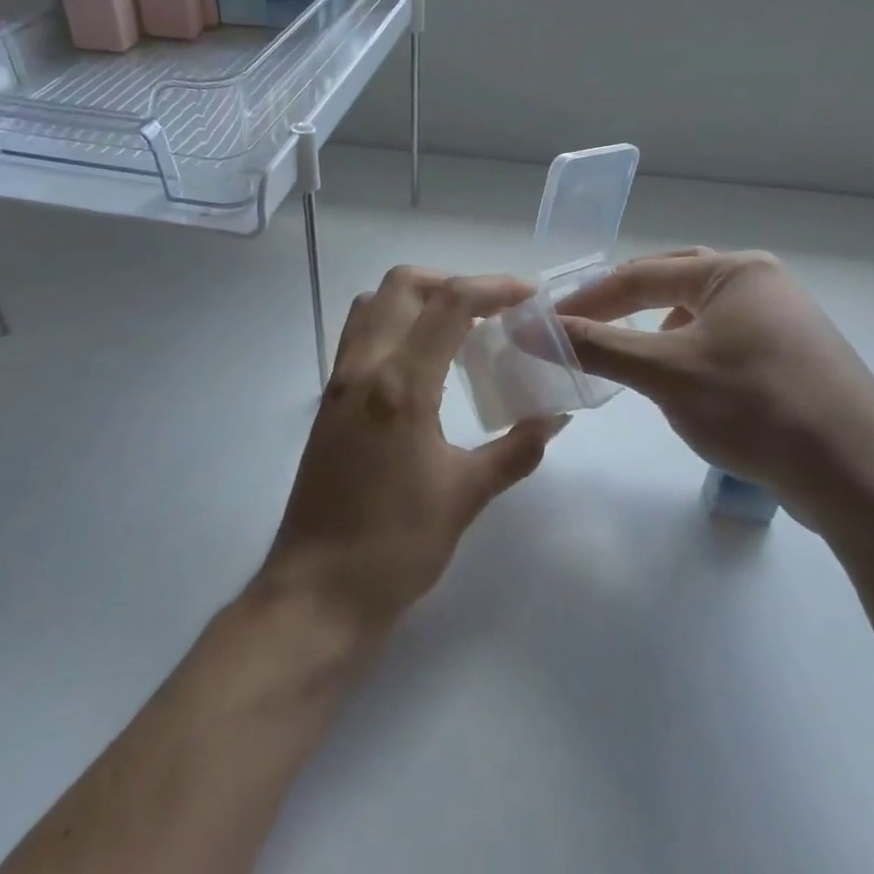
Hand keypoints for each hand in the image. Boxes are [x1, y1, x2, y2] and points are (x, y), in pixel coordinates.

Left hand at [261, 266, 566, 635]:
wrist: (319, 591)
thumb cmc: (396, 545)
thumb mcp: (466, 495)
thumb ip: (517, 449)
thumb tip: (554, 418)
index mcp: (400, 386)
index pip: (449, 305)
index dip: (494, 287)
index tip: (530, 297)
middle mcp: (362, 370)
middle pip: (400, 286)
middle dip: (450, 283)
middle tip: (491, 311)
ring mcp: (337, 385)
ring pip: (372, 307)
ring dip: (416, 301)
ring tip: (458, 331)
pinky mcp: (327, 405)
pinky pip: (359, 339)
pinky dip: (394, 328)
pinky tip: (425, 367)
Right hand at [556, 249, 873, 532]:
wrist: (858, 476)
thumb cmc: (756, 408)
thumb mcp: (665, 374)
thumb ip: (594, 346)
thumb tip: (528, 328)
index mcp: (735, 270)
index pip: (641, 274)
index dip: (588, 298)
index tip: (546, 324)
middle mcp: (762, 283)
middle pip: (672, 284)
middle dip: (623, 307)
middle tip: (582, 330)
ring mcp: (782, 321)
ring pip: (698, 316)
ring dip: (655, 334)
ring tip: (630, 361)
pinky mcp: (791, 358)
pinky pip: (722, 343)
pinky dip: (687, 356)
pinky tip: (682, 387)